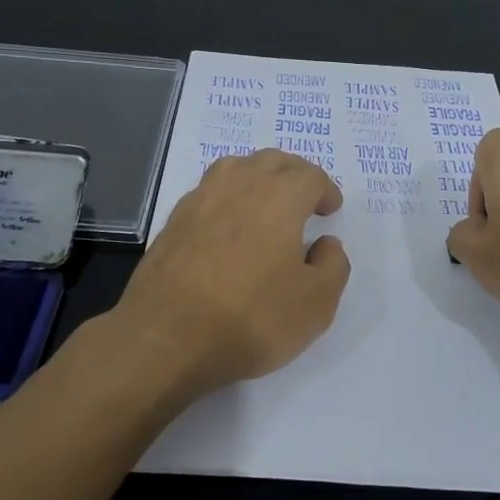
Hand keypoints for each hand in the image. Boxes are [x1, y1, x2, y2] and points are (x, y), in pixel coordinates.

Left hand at [113, 149, 350, 399]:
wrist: (166, 338)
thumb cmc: (251, 318)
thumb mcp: (315, 304)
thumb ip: (332, 266)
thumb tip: (325, 244)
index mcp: (280, 198)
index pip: (310, 176)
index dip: (325, 190)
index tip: (330, 210)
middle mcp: (240, 186)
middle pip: (272, 161)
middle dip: (294, 174)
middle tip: (304, 197)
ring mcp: (200, 200)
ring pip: (235, 168)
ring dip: (257, 176)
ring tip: (266, 201)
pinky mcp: (173, 222)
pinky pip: (209, 192)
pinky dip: (227, 197)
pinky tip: (228, 225)